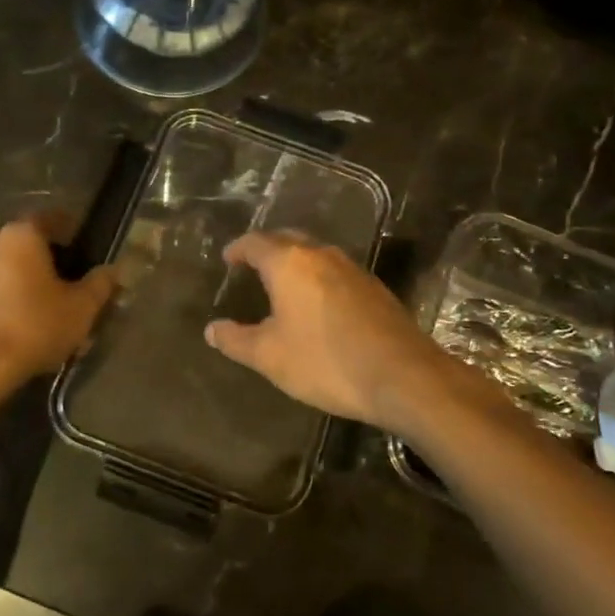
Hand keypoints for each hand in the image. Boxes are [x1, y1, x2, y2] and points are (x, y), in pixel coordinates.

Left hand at [0, 215, 116, 386]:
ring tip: (27, 293)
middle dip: (31, 245)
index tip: (79, 242)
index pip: (48, 217)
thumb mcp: (81, 308)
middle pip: (14, 233)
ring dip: (7, 267)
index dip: (67, 227)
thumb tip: (114, 269)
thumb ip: (101, 283)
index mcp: (22, 236)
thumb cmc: (36, 328)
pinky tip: (5, 316)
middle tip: (51, 267)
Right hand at [203, 230, 453, 430]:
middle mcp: (321, 255)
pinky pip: (335, 271)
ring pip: (315, 253)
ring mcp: (352, 269)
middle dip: (267, 248)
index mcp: (290, 263)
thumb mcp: (270, 356)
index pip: (256, 242)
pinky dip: (317, 277)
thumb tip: (211, 329)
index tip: (227, 259)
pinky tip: (317, 302)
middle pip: (288, 239)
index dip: (238, 249)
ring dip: (295, 261)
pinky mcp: (374, 287)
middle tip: (251, 265)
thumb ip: (236, 340)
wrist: (402, 376)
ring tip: (281, 283)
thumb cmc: (325, 361)